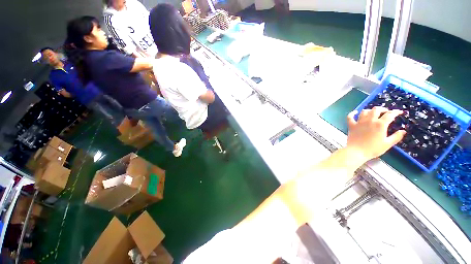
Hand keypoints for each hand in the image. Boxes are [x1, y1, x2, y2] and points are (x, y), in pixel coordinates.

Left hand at [346, 107, 405, 161]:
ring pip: (364, 111)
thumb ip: (396, 137)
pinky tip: (355, 112)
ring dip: (370, 110)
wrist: (357, 151)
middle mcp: (369, 121)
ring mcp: (359, 122)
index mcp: (380, 124)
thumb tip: (403, 131)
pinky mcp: (351, 125)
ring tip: (373, 113)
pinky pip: (350, 117)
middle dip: (382, 109)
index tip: (399, 112)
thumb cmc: (373, 149)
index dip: (396, 112)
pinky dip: (352, 113)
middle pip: (376, 110)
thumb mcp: (388, 144)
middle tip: (386, 112)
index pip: (389, 115)